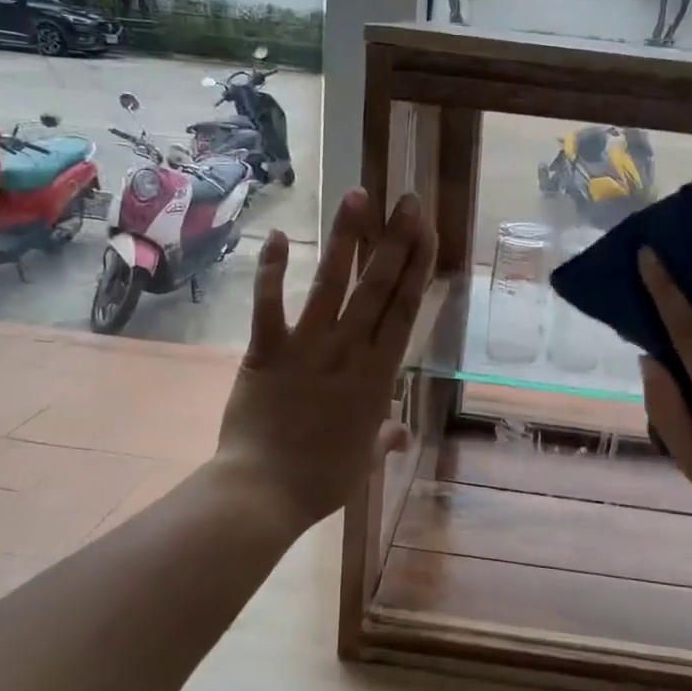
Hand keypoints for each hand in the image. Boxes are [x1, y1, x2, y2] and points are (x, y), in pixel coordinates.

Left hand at [215, 187, 435, 534]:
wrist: (263, 494)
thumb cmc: (322, 480)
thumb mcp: (364, 459)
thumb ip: (383, 438)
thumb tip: (399, 434)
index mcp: (379, 376)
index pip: (405, 310)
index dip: (419, 267)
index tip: (428, 233)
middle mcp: (349, 351)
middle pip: (378, 286)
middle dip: (395, 240)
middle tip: (406, 201)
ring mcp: (307, 347)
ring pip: (332, 284)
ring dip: (346, 239)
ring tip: (357, 196)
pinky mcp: (266, 351)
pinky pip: (269, 305)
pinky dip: (271, 270)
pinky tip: (274, 235)